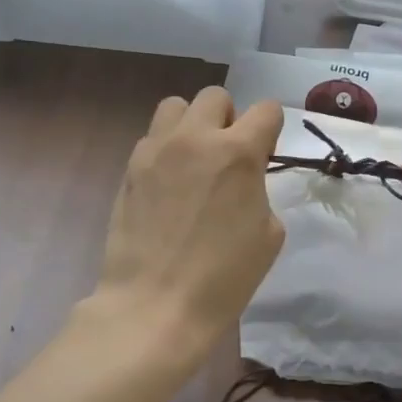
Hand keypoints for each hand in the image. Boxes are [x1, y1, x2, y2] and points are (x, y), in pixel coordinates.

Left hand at [88, 87, 284, 364]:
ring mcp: (157, 149)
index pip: (266, 109)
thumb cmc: (224, 278)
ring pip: (176, 106)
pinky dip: (165, 150)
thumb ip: (259, 190)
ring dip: (191, 125)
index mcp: (239, 153)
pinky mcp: (130, 168)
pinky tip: (168, 186)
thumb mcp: (269, 234)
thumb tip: (243, 181)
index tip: (265, 155)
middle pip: (216, 97)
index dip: (271, 130)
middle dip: (228, 120)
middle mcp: (196, 138)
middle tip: (227, 157)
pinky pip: (152, 139)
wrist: (158, 304)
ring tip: (193, 161)